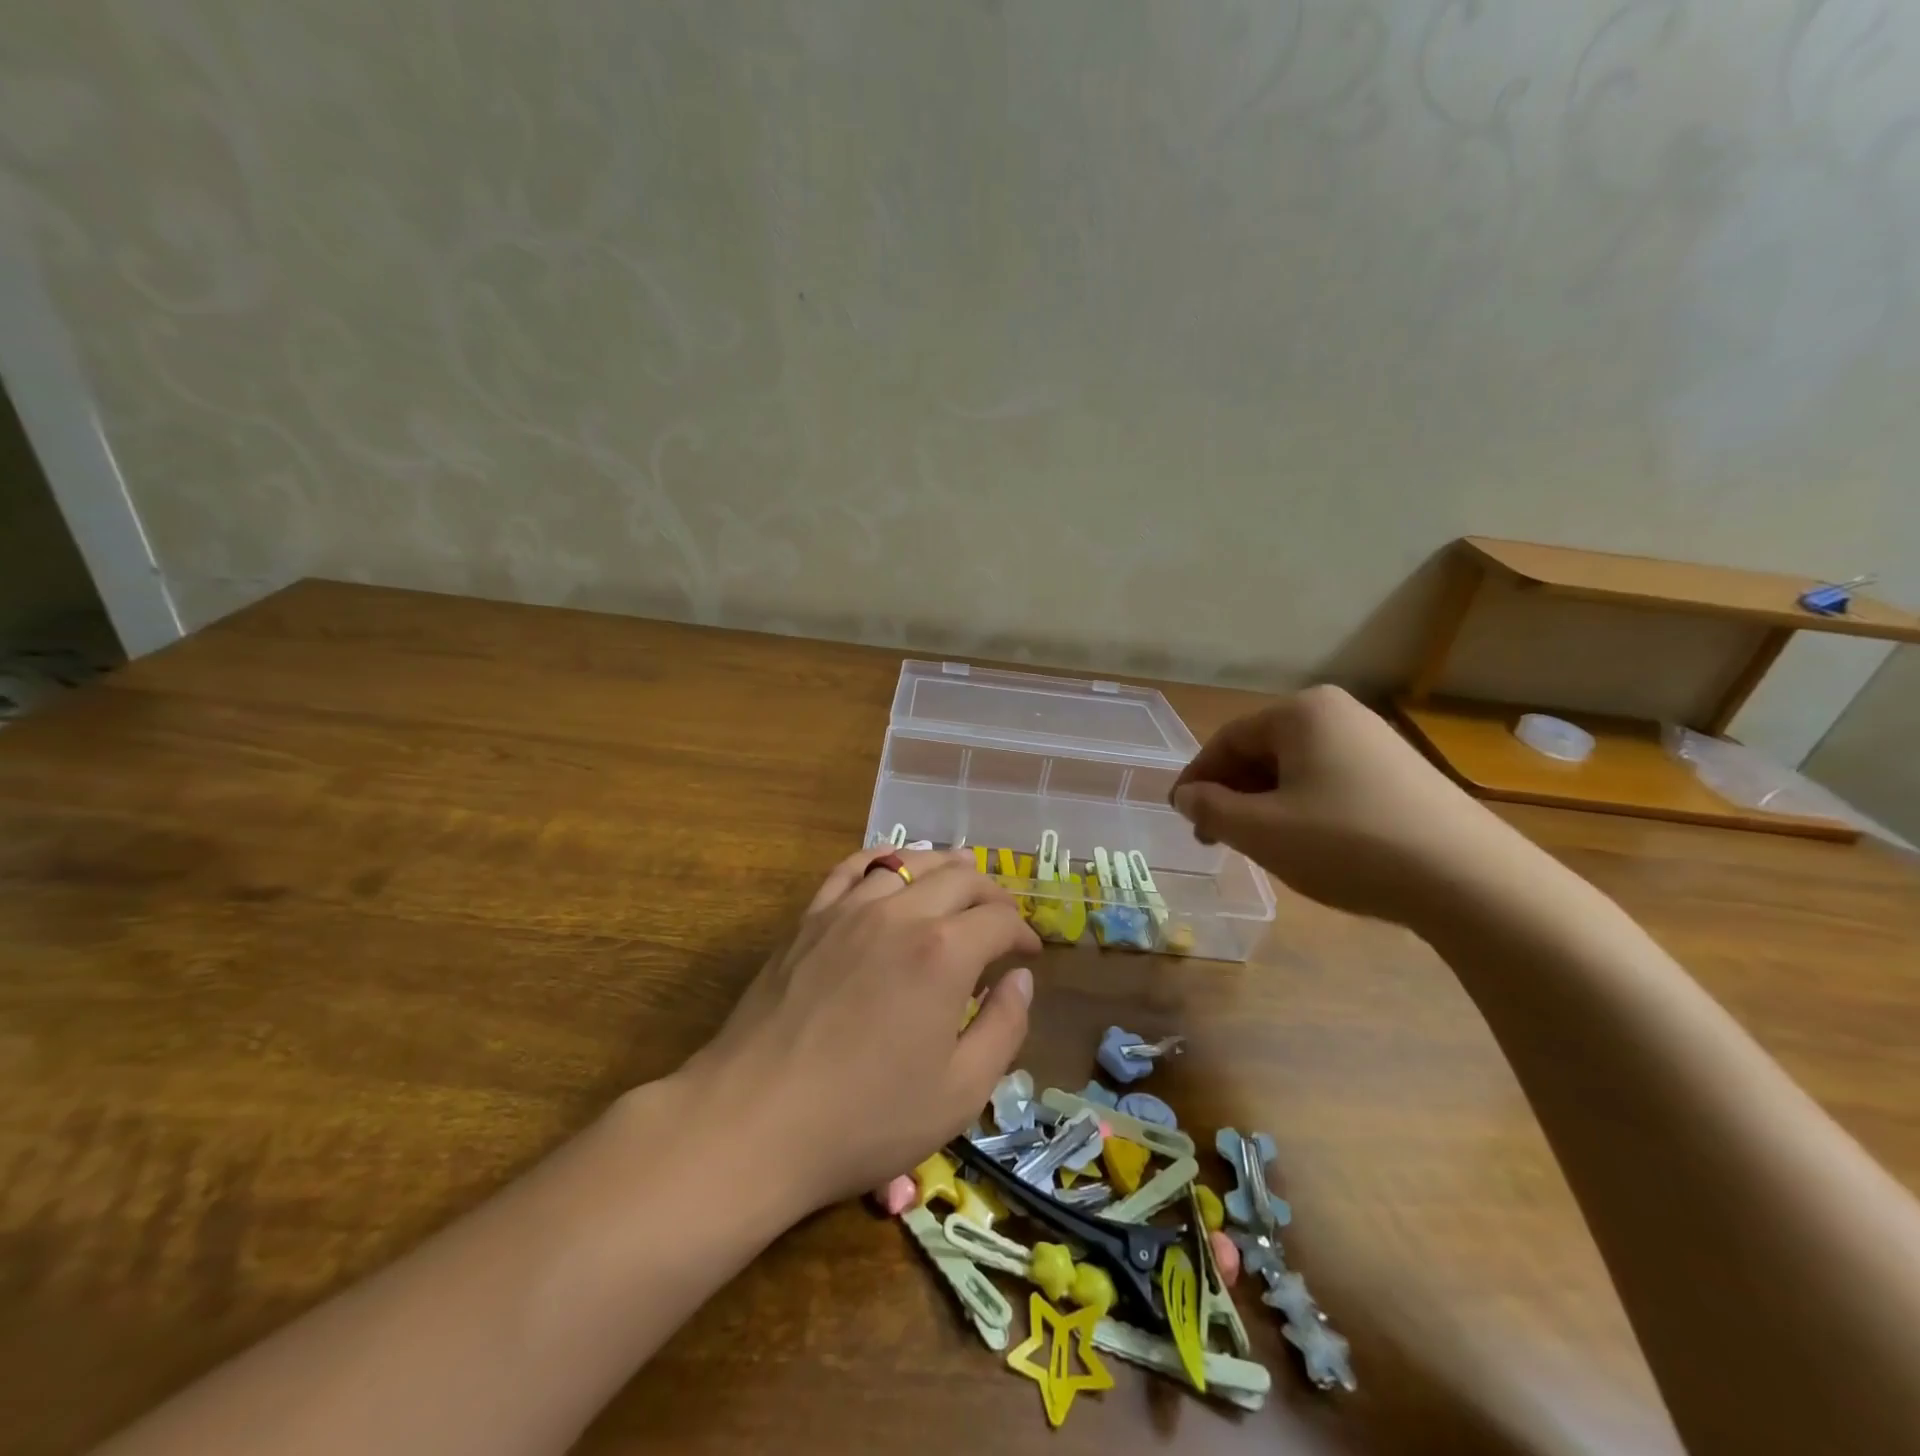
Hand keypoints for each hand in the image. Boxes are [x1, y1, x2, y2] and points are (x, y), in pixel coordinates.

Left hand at [683, 848, 1039, 1212]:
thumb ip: (1003, 1028)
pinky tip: (891, 866)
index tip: (1030, 954)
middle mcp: (900, 914)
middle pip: (960, 878)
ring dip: (943, 867)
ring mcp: (848, 909)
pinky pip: (851, 868)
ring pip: (908, 862)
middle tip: (1001, 919)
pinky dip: (882, 859)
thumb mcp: (959, 1093)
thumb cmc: (865, 1118)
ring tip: (958, 880)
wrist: (754, 1121)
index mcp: (944, 953)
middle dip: (991, 894)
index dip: (1023, 933)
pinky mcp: (809, 919)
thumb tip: (1020, 979)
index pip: (1000, 920)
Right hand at [1171, 686, 1524, 925]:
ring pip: (1295, 770)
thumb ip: (1209, 808)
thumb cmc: (1347, 843)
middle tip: (1215, 837)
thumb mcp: (1260, 830)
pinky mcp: (1402, 775)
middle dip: (1232, 794)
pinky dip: (1303, 809)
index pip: (1227, 740)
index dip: (1196, 779)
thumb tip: (1185, 795)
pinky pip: (1330, 783)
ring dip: (1264, 804)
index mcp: (1302, 712)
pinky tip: (1307, 844)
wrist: (1471, 882)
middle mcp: (1339, 714)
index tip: (1180, 816)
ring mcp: (1376, 742)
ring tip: (1257, 845)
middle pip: (1262, 751)